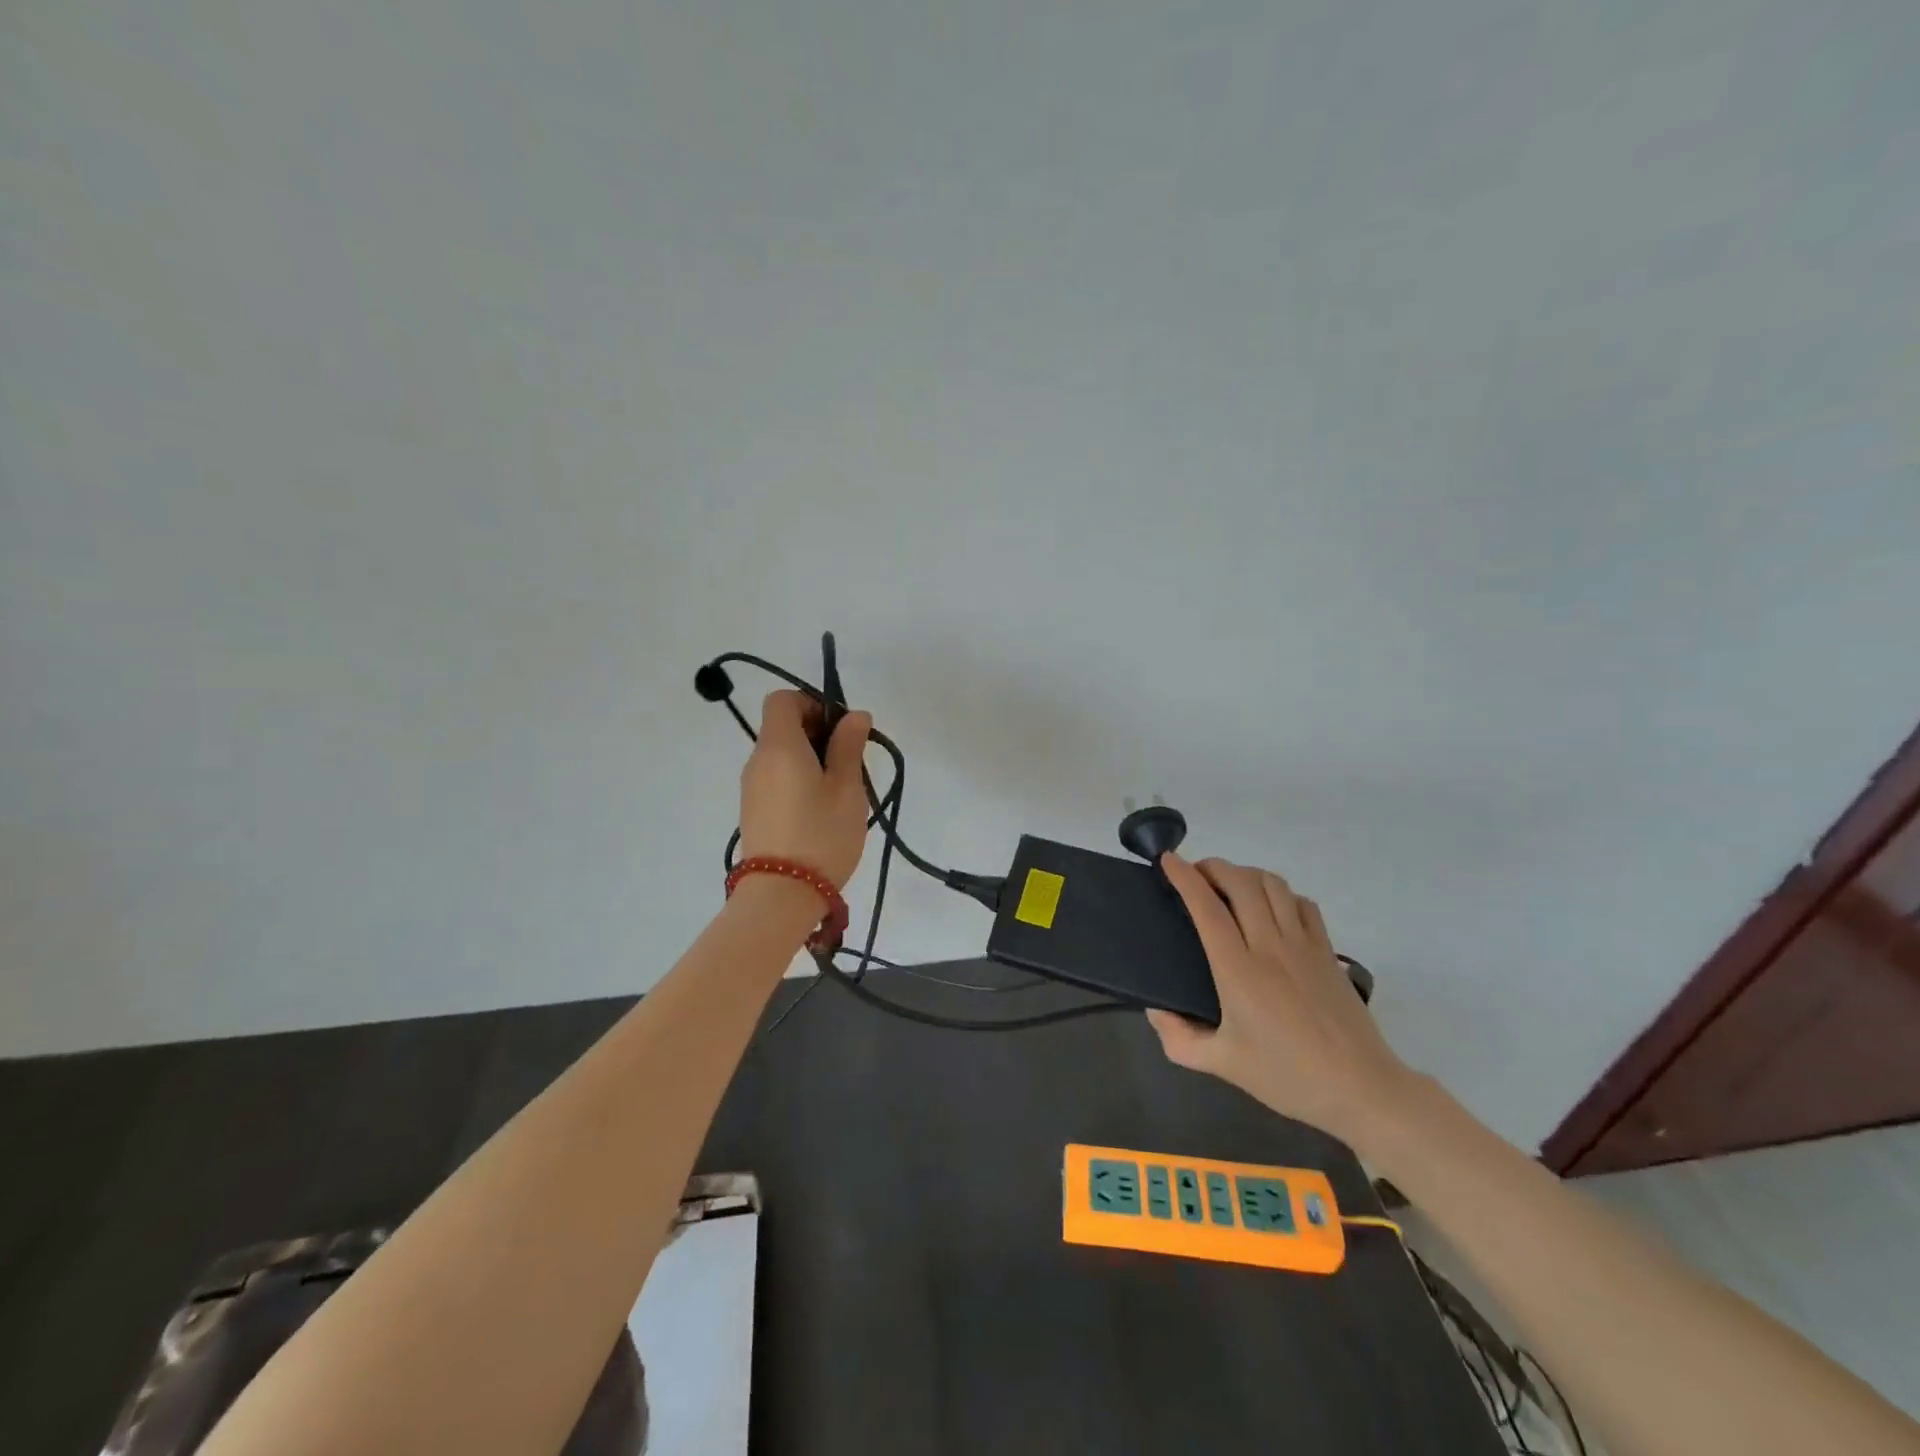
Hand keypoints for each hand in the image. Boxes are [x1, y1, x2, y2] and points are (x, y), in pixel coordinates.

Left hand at [738, 691, 872, 888]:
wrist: (781, 896)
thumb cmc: (821, 835)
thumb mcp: (847, 789)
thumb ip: (849, 746)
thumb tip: (854, 715)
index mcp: (779, 746)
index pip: (783, 699)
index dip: (813, 703)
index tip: (840, 730)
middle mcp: (758, 760)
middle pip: (782, 726)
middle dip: (817, 733)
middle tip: (849, 762)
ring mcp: (752, 787)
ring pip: (781, 754)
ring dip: (810, 759)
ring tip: (840, 790)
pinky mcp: (753, 811)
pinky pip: (776, 778)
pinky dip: (798, 779)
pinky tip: (821, 809)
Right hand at [1147, 854, 1416, 1149]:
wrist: (1361, 1090)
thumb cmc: (1287, 1077)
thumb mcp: (1222, 1064)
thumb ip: (1179, 1038)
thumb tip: (1155, 1010)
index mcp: (1238, 970)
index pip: (1207, 908)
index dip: (1185, 877)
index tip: (1168, 860)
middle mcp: (1270, 947)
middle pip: (1241, 883)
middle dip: (1213, 867)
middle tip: (1195, 873)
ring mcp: (1304, 945)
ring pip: (1273, 885)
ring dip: (1246, 874)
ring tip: (1230, 884)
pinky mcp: (1327, 951)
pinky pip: (1302, 904)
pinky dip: (1281, 893)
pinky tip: (1272, 907)